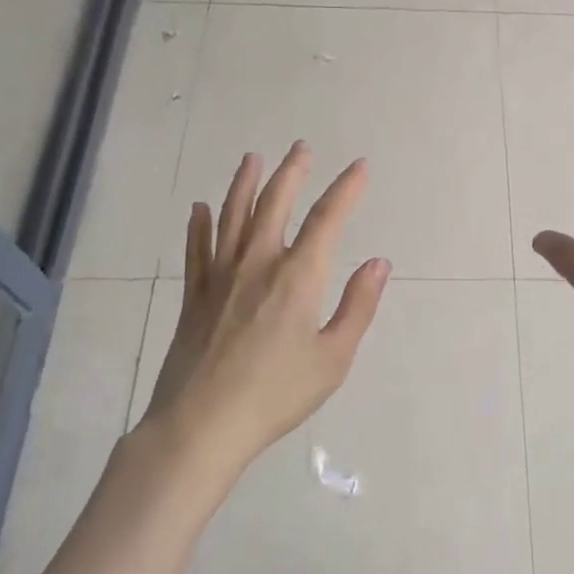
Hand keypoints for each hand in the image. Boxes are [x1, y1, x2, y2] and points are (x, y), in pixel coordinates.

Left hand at [142, 142, 389, 472]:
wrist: (201, 426)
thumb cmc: (276, 395)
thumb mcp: (333, 358)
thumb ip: (358, 306)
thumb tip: (379, 262)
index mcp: (298, 277)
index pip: (328, 219)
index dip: (346, 188)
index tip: (360, 166)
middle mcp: (258, 264)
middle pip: (275, 203)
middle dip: (291, 171)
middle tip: (301, 147)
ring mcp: (220, 277)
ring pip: (232, 217)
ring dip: (244, 183)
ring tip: (252, 158)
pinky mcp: (194, 297)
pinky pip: (197, 250)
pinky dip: (198, 226)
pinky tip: (198, 209)